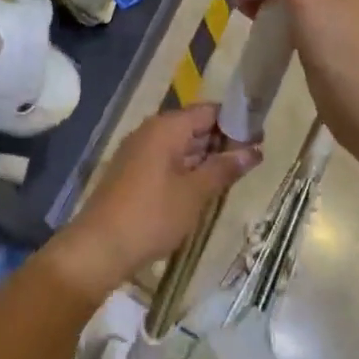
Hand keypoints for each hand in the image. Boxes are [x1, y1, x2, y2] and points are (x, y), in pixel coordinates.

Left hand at [48, 105, 261, 297]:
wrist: (98, 248)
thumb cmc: (151, 215)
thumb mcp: (195, 193)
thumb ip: (224, 168)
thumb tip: (254, 150)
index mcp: (166, 127)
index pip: (209, 110)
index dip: (236, 121)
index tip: (260, 137)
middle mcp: (151, 131)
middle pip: (194, 125)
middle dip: (223, 140)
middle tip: (253, 158)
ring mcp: (139, 151)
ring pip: (181, 144)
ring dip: (206, 156)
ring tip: (236, 172)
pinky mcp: (133, 172)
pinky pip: (168, 159)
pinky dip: (188, 167)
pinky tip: (205, 185)